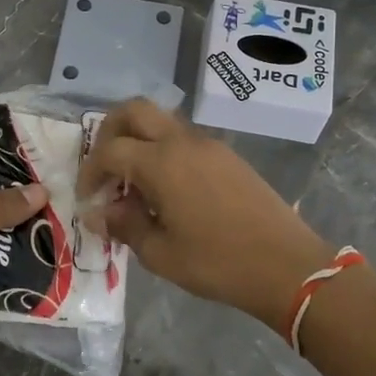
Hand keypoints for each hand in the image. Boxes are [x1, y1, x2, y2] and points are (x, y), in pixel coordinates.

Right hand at [77, 100, 331, 331]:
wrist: (287, 265)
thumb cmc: (217, 263)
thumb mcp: (160, 253)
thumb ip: (124, 226)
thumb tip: (98, 213)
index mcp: (161, 162)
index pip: (110, 150)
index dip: (91, 171)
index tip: (89, 199)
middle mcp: (182, 142)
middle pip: (135, 111)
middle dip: (110, 132)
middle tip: (105, 167)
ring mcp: (209, 145)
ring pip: (162, 122)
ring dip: (139, 141)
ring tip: (135, 185)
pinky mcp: (228, 156)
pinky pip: (184, 139)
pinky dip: (164, 152)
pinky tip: (168, 191)